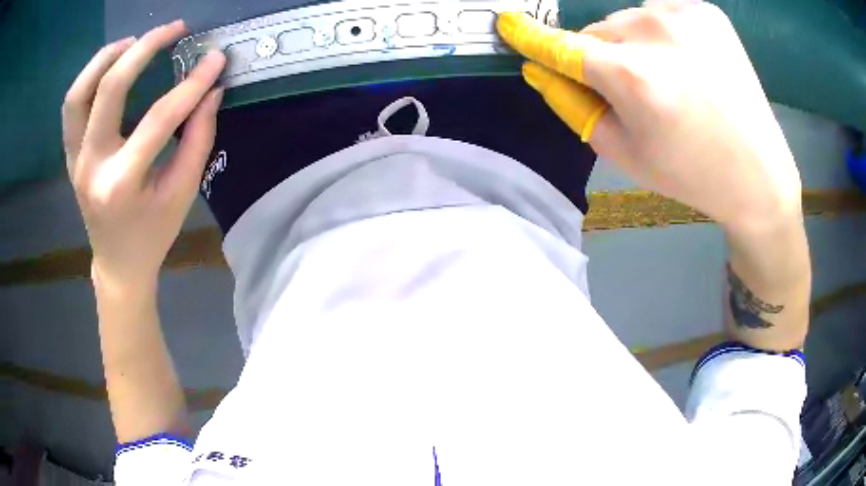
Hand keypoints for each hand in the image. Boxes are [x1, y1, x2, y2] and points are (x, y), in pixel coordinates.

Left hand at [62, 20, 225, 288]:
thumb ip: (198, 139)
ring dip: (106, 57)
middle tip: (174, 30)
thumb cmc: (152, 235)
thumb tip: (211, 91)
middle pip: (109, 88)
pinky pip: (72, 106)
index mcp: (122, 183)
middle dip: (145, 48)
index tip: (215, 59)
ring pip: (79, 92)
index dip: (192, 84)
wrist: (117, 263)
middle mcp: (91, 165)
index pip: (160, 118)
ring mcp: (75, 159)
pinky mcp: (71, 155)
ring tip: (134, 42)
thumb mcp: (182, 194)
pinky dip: (90, 77)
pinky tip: (111, 66)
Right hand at [497, 2, 802, 230]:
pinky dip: (664, 35)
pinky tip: (690, 65)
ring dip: (635, 44)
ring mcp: (685, 15)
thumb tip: (541, 70)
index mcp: (635, 77)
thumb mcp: (625, 153)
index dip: (533, 38)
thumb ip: (575, 106)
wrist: (759, 174)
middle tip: (637, 92)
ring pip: (631, 21)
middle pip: (599, 32)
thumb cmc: (691, 174)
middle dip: (604, 57)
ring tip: (671, 80)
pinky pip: (662, 14)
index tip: (509, 25)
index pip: (563, 46)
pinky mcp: (707, 12)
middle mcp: (655, 32)